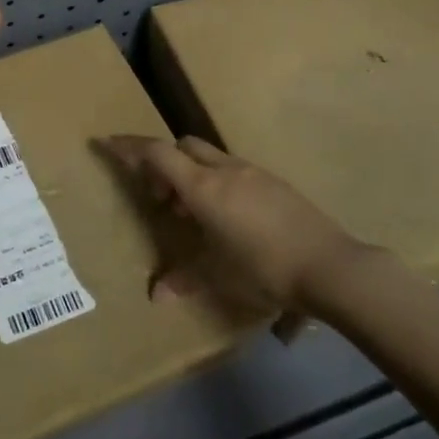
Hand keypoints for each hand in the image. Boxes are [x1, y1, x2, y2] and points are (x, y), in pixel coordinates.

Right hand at [98, 135, 371, 311]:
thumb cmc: (264, 268)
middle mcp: (224, 170)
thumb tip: (156, 295)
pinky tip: (229, 218)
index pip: (157, 153)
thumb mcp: (218, 277)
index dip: (129, 146)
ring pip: (210, 157)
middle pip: (183, 146)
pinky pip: (234, 170)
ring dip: (192, 174)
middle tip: (162, 198)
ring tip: (195, 214)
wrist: (330, 266)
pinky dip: (218, 182)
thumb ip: (183, 279)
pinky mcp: (275, 183)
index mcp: (202, 187)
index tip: (107, 143)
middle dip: (164, 162)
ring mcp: (253, 172)